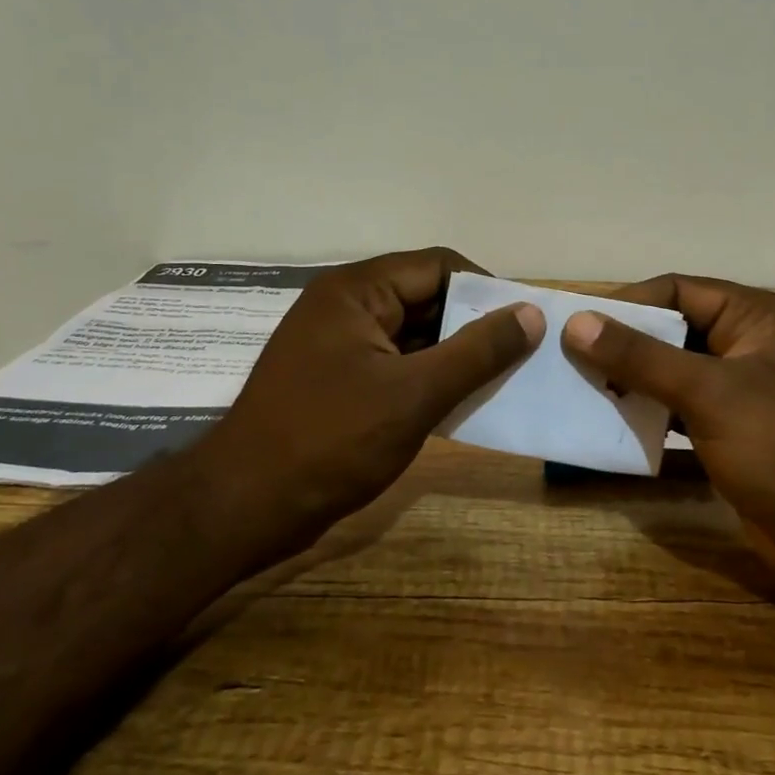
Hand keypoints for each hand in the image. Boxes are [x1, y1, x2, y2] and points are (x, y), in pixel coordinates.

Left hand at [203, 248, 542, 536]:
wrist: (244, 507)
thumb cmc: (330, 440)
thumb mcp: (415, 394)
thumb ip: (477, 351)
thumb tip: (530, 313)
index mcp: (357, 291)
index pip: (439, 266)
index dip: (486, 289)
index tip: (525, 322)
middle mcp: (346, 306)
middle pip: (426, 298)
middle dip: (473, 325)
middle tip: (522, 355)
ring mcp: (338, 345)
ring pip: (414, 335)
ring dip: (454, 356)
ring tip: (502, 380)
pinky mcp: (337, 380)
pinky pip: (396, 364)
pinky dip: (429, 379)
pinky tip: (461, 403)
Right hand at [563, 275, 774, 587]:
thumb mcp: (710, 394)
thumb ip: (642, 357)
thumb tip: (577, 322)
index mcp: (755, 317)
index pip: (677, 290)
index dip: (627, 303)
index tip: (577, 325)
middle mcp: (748, 344)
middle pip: (672, 330)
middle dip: (624, 344)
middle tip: (570, 361)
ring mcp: (741, 390)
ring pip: (673, 371)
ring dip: (632, 380)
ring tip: (582, 390)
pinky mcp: (733, 431)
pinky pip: (680, 409)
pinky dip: (649, 413)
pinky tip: (613, 422)